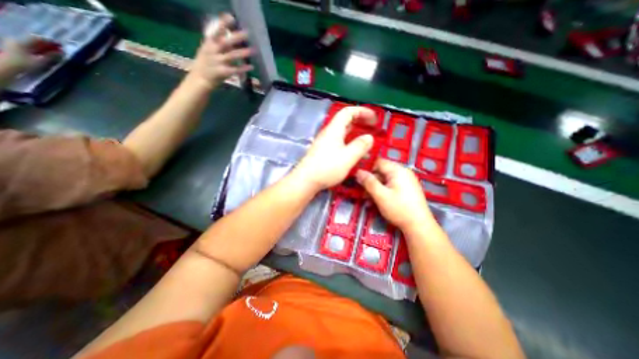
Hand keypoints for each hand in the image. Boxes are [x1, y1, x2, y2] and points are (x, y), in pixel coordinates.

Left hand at [0, 37, 59, 73]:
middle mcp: (17, 40)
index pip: (38, 38)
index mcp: (22, 42)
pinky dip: (38, 49)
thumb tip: (60, 52)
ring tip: (54, 52)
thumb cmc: (25, 64)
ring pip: (32, 43)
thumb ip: (51, 56)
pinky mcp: (15, 48)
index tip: (61, 45)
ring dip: (43, 47)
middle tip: (59, 49)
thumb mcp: (40, 61)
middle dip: (47, 44)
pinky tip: (44, 53)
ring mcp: (15, 44)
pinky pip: (29, 46)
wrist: (7, 67)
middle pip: (34, 40)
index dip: (50, 41)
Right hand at [188, 12, 251, 89]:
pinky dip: (243, 68)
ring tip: (253, 50)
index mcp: (209, 44)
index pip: (216, 31)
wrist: (200, 79)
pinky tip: (251, 66)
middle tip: (247, 33)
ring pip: (232, 56)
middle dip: (236, 37)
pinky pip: (235, 70)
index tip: (231, 17)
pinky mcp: (223, 72)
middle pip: (226, 42)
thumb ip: (217, 42)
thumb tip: (226, 33)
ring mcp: (217, 62)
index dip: (223, 24)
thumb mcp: (207, 49)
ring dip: (243, 53)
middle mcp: (213, 51)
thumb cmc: (205, 63)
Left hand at [293, 105, 374, 192]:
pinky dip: (349, 143)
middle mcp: (328, 133)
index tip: (374, 117)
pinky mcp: (323, 152)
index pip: (348, 112)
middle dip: (360, 121)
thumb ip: (360, 146)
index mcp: (334, 129)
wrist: (306, 180)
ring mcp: (324, 143)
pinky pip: (339, 143)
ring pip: (342, 133)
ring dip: (355, 134)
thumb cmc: (327, 167)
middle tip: (372, 127)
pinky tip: (354, 153)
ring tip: (366, 141)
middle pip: (345, 121)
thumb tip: (369, 137)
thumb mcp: (348, 157)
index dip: (362, 111)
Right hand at [357, 158, 436, 230]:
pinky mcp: (405, 189)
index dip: (366, 168)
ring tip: (366, 199)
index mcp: (397, 170)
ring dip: (374, 188)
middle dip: (369, 181)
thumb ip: (369, 182)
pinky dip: (381, 191)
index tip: (356, 176)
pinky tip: (375, 200)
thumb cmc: (399, 209)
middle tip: (361, 191)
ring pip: (384, 180)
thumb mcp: (381, 195)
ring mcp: (405, 181)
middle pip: (380, 171)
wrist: (419, 226)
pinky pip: (389, 185)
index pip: (378, 162)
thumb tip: (358, 172)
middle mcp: (402, 172)